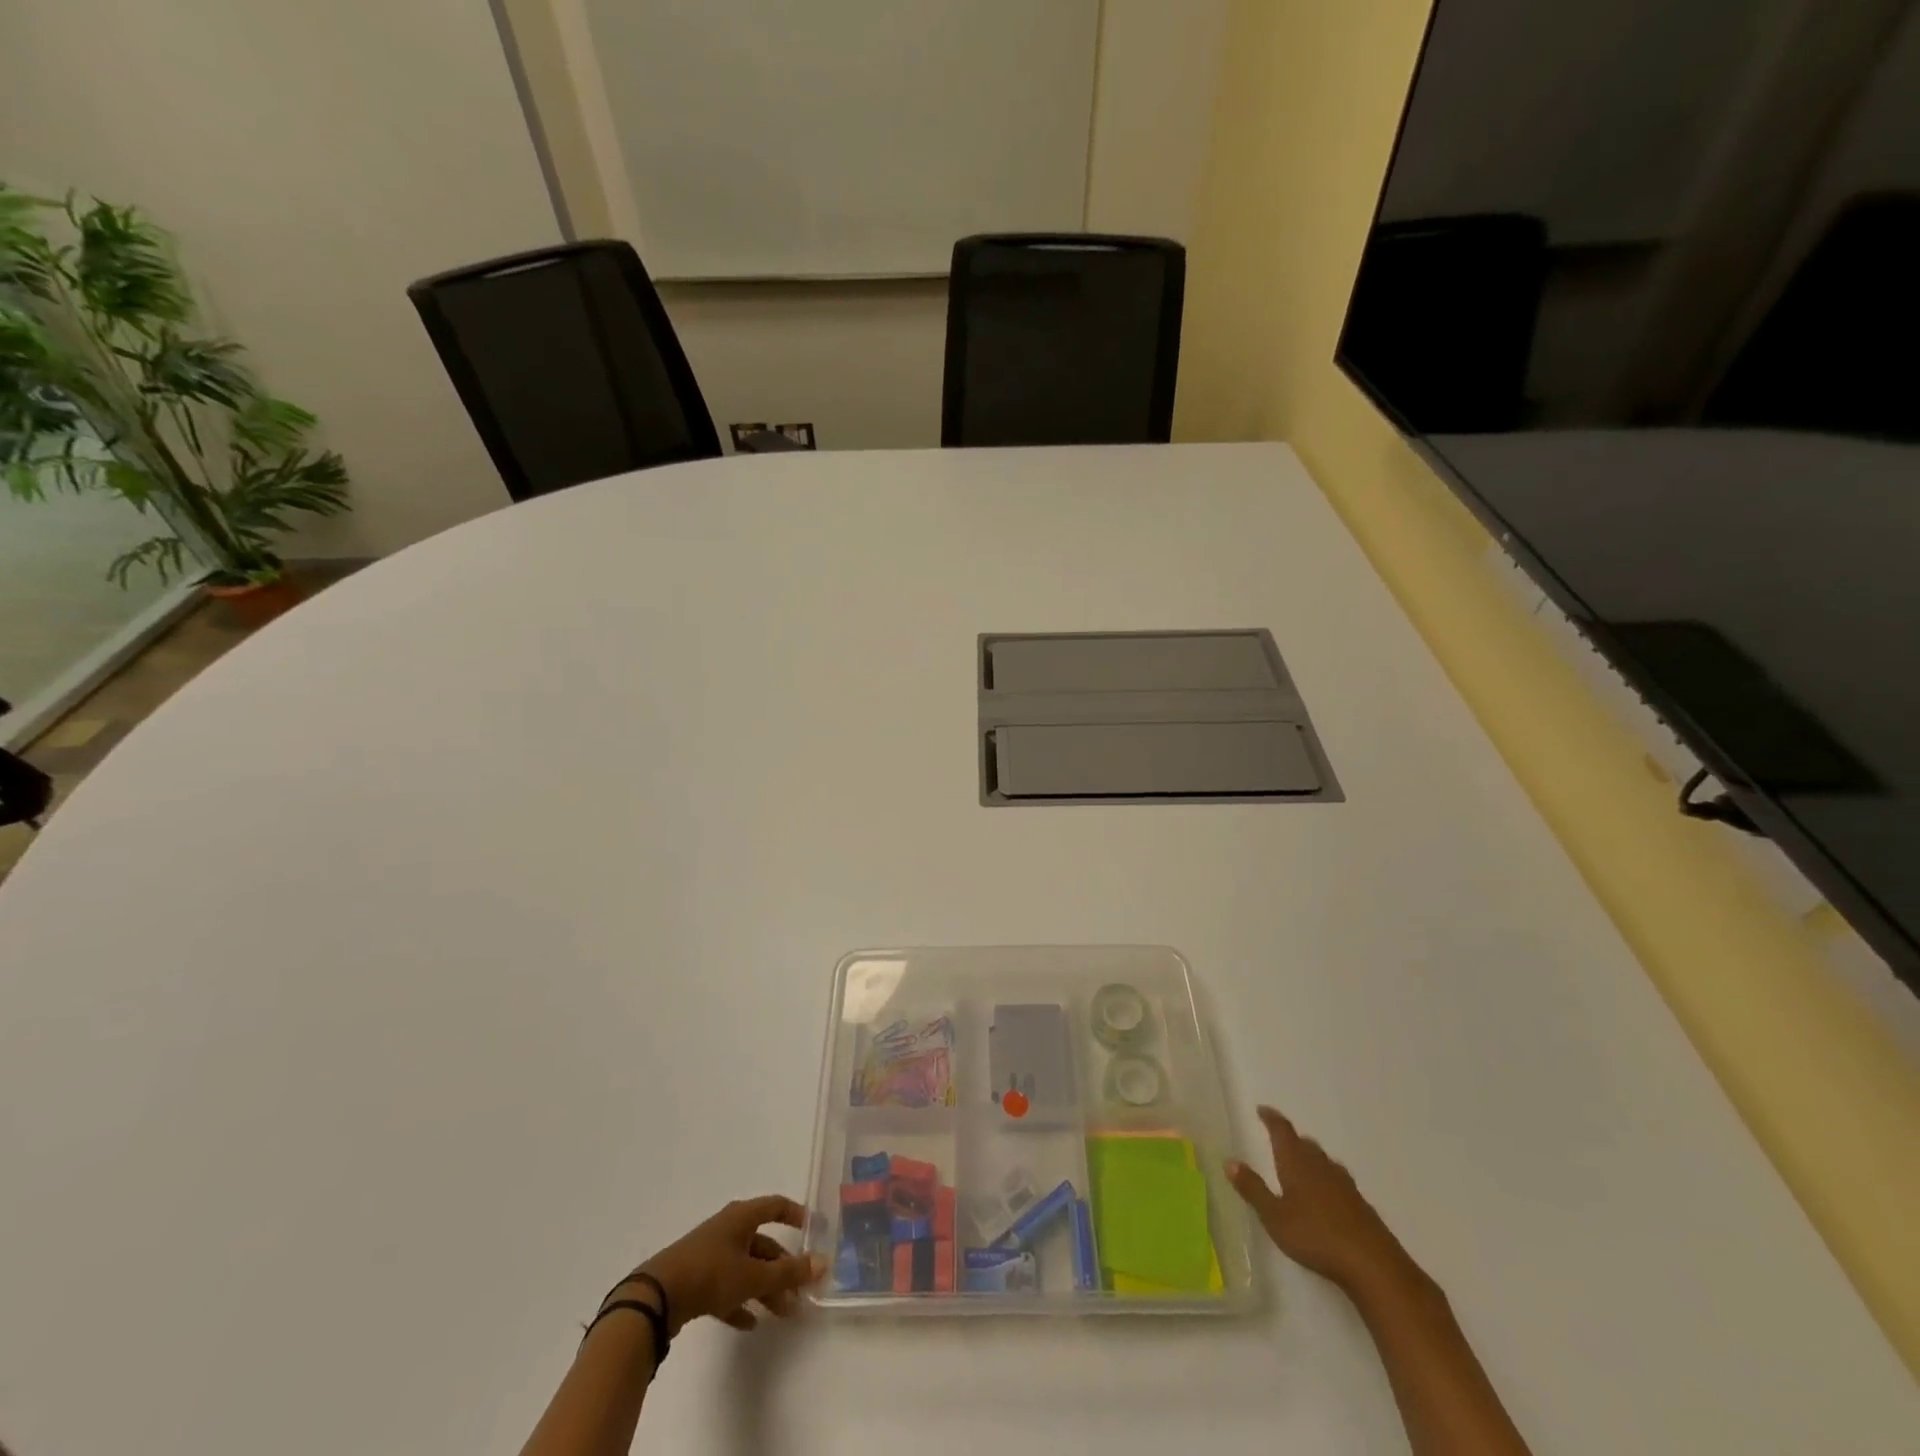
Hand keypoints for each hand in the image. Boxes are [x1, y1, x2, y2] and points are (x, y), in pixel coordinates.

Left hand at [628, 1196, 823, 1333]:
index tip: (814, 1229)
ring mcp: (710, 1254)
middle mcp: (728, 1229)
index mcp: (742, 1217)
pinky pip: (726, 1287)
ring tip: (782, 1313)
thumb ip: (789, 1272)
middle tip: (800, 1291)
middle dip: (783, 1268)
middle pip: (763, 1244)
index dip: (796, 1215)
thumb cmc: (711, 1273)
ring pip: (746, 1268)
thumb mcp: (753, 1275)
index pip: (776, 1206)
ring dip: (765, 1288)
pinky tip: (749, 1323)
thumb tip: (823, 1262)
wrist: (657, 1298)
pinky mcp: (696, 1279)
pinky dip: (740, 1301)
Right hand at [1227, 1105, 1415, 1294]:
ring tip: (1301, 1164)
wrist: (1372, 1264)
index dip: (1271, 1118)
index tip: (1262, 1110)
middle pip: (1305, 1143)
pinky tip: (1327, 1194)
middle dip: (1291, 1139)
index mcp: (1296, 1162)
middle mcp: (1320, 1165)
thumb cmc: (1315, 1236)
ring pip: (1323, 1160)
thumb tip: (1230, 1161)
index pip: (1282, 1130)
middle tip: (1279, 1139)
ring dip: (1310, 1156)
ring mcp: (1344, 1184)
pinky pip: (1338, 1179)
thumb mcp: (1275, 1216)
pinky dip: (1327, 1178)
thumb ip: (1253, 1189)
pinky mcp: (1360, 1203)